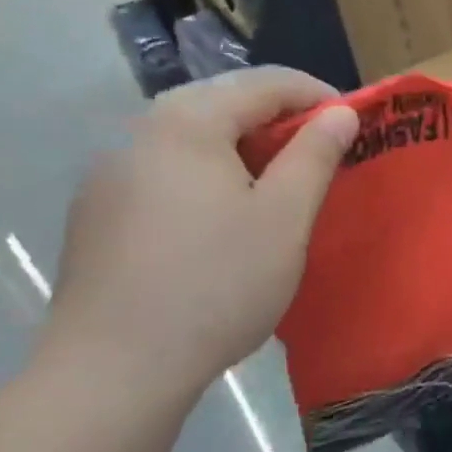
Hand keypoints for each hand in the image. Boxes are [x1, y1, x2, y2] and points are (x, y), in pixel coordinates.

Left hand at [37, 68, 358, 410]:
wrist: (113, 369)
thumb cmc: (217, 284)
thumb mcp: (284, 217)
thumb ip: (315, 155)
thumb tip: (340, 113)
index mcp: (187, 122)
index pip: (265, 82)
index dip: (318, 95)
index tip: (354, 125)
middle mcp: (138, 132)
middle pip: (222, 102)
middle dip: (279, 120)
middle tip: (322, 156)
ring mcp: (109, 173)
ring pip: (191, 138)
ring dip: (243, 148)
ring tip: (278, 187)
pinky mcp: (97, 212)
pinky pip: (166, 171)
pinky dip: (208, 175)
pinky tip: (223, 220)